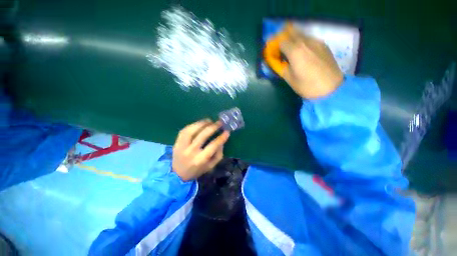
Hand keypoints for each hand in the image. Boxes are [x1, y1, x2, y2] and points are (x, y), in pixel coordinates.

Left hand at [172, 119, 229, 180]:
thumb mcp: (211, 166)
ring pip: (192, 130)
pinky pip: (184, 130)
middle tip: (219, 123)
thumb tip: (221, 141)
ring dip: (202, 123)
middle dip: (213, 127)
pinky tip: (199, 124)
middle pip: (202, 135)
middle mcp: (191, 152)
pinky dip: (193, 125)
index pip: (213, 145)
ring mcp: (182, 146)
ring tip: (209, 121)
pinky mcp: (176, 143)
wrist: (177, 175)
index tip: (227, 131)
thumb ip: (218, 154)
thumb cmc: (197, 170)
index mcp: (200, 159)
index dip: (221, 137)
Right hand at [279, 24, 343, 98]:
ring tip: (292, 49)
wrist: (331, 89)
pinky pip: (310, 39)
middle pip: (292, 31)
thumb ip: (281, 67)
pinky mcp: (324, 45)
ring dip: (294, 38)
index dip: (275, 46)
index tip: (274, 52)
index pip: (281, 41)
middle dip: (284, 36)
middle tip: (281, 46)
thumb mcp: (289, 79)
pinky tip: (304, 52)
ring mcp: (316, 41)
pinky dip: (303, 42)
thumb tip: (277, 61)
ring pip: (302, 34)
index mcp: (295, 51)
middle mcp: (305, 42)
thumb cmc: (307, 86)